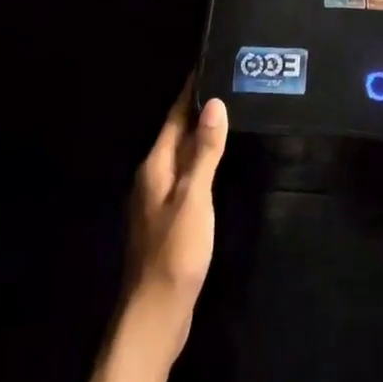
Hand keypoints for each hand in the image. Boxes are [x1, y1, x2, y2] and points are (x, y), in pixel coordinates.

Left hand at [124, 83, 227, 356]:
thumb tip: (214, 104)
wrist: (154, 317)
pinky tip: (218, 164)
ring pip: (182, 156)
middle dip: (199, 109)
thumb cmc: (174, 252)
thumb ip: (205, 152)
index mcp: (155, 166)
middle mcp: (152, 178)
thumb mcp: (194, 198)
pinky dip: (202, 162)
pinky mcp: (168, 221)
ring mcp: (158, 201)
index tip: (209, 64)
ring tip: (230, 114)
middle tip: (229, 84)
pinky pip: (186, 177)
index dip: (191, 91)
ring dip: (201, 135)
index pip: (175, 117)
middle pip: (177, 133)